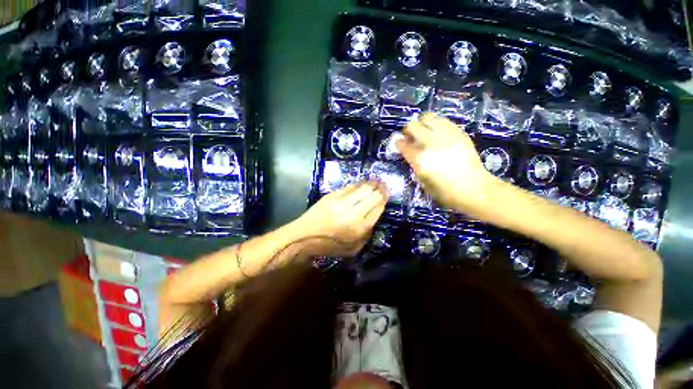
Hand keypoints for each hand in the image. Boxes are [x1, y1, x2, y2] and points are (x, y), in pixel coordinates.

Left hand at [294, 181, 388, 256]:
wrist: (304, 236)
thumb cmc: (329, 246)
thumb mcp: (353, 248)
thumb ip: (367, 233)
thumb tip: (374, 215)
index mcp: (359, 228)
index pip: (378, 208)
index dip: (384, 198)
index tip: (387, 193)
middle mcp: (352, 212)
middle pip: (372, 195)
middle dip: (381, 188)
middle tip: (384, 184)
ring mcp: (341, 201)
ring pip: (362, 188)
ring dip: (371, 183)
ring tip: (376, 181)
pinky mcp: (332, 195)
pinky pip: (349, 186)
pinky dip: (358, 184)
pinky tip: (361, 183)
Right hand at [396, 113, 495, 209]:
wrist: (473, 188)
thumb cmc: (444, 191)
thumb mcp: (422, 180)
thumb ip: (414, 163)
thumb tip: (411, 153)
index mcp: (420, 159)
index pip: (403, 144)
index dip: (398, 143)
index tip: (399, 144)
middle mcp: (430, 143)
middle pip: (412, 125)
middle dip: (408, 131)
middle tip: (411, 137)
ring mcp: (445, 135)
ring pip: (427, 117)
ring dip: (422, 124)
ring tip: (424, 132)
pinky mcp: (458, 132)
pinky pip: (443, 120)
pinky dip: (436, 124)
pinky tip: (438, 133)